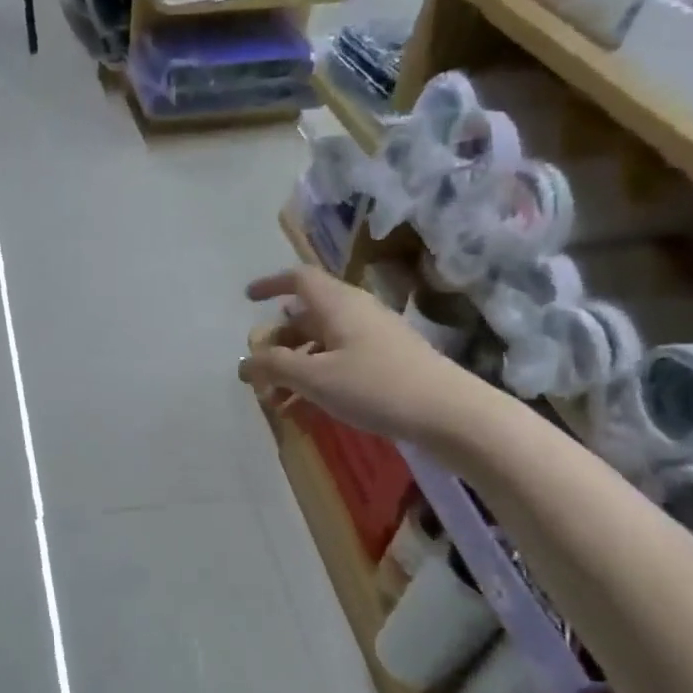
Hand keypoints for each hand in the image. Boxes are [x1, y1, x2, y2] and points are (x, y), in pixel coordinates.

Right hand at [239, 267, 479, 442]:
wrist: (448, 413)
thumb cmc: (375, 386)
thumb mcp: (315, 378)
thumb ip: (274, 367)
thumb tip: (244, 362)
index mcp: (338, 305)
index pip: (299, 279)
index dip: (271, 285)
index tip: (248, 299)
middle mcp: (355, 313)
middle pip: (306, 316)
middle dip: (277, 344)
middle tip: (259, 372)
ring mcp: (373, 337)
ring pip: (321, 344)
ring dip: (294, 368)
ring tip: (277, 402)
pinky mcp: (386, 361)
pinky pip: (339, 361)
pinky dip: (316, 379)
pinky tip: (306, 411)